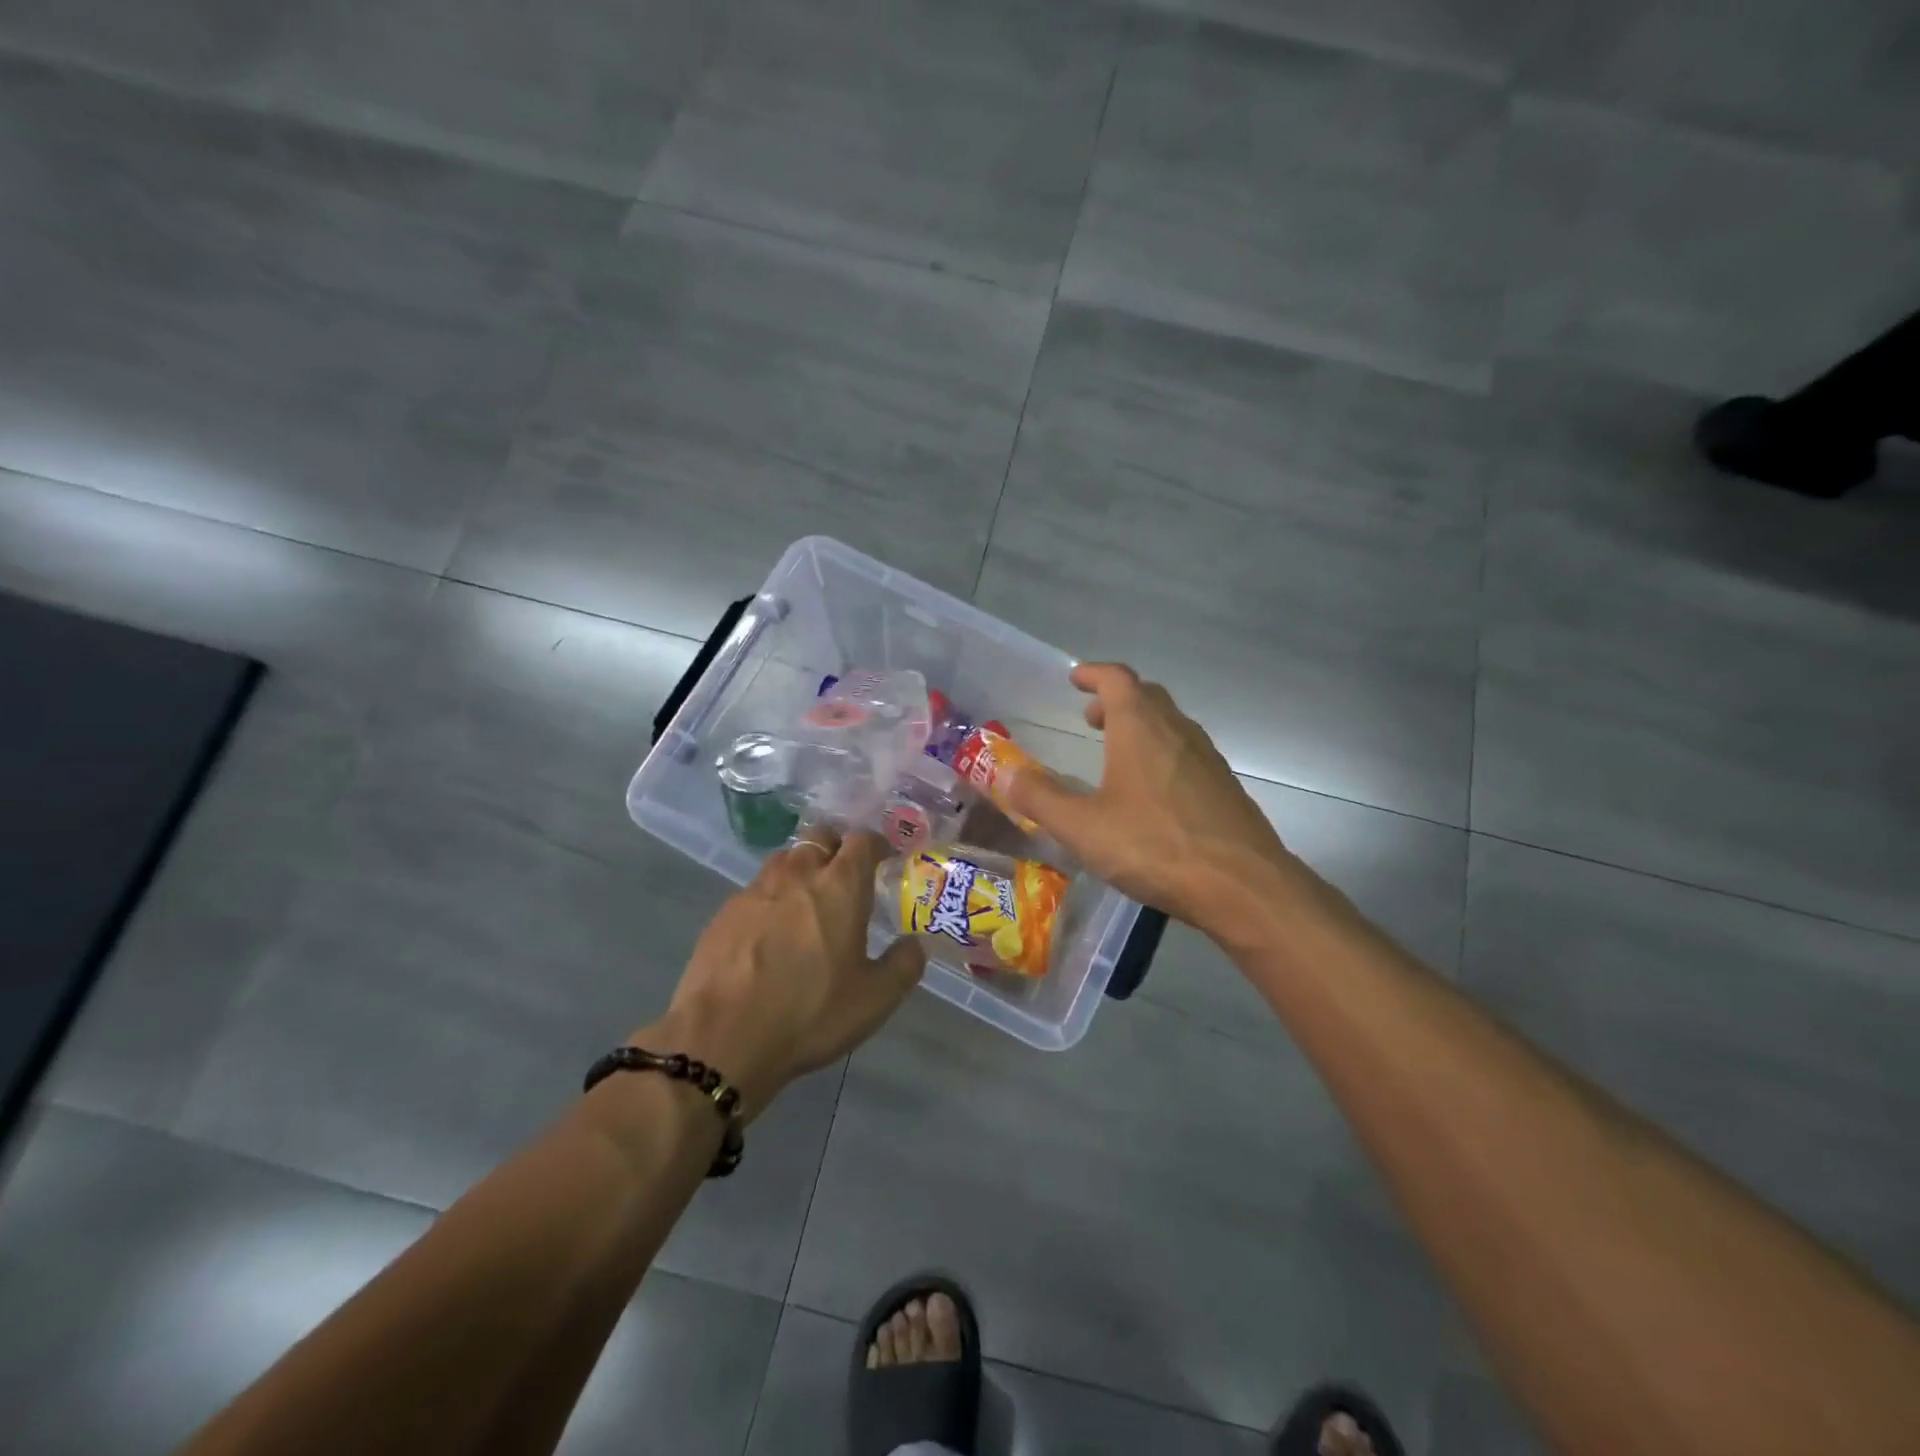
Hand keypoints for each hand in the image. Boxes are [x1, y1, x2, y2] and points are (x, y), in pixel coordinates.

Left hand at [637, 828, 924, 1119]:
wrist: (722, 1037)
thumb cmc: (809, 1013)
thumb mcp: (874, 999)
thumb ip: (904, 965)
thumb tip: (915, 943)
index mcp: (840, 886)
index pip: (862, 841)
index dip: (876, 845)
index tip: (885, 858)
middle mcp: (798, 875)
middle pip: (819, 838)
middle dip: (836, 847)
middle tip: (845, 875)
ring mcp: (755, 890)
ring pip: (784, 860)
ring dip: (801, 869)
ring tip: (807, 901)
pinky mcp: (724, 913)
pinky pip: (755, 891)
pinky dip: (770, 899)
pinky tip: (770, 932)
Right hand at [1006, 663, 1295, 937]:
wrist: (1243, 885)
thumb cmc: (1155, 846)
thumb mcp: (1082, 827)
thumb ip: (1039, 798)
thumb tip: (1003, 774)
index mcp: (1141, 728)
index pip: (1117, 679)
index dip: (1094, 673)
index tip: (1075, 678)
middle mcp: (1177, 731)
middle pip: (1146, 697)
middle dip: (1115, 699)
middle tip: (1090, 716)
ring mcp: (1207, 759)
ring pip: (1170, 724)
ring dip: (1140, 726)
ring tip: (1116, 750)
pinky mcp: (1224, 787)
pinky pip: (1186, 752)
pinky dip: (1161, 753)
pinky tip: (1151, 791)